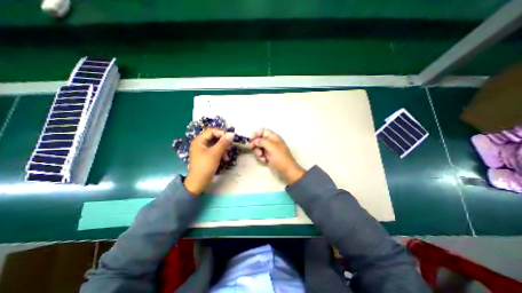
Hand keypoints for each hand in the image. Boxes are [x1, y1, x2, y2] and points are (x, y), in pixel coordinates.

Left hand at [182, 128, 233, 194]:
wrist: (199, 182)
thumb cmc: (205, 166)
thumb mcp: (215, 153)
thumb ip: (224, 143)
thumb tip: (232, 134)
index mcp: (199, 140)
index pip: (212, 131)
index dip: (222, 133)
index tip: (231, 138)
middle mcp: (200, 143)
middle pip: (214, 137)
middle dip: (223, 142)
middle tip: (230, 146)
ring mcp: (203, 150)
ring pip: (216, 144)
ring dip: (223, 148)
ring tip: (228, 154)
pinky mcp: (207, 155)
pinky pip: (215, 150)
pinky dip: (221, 153)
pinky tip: (225, 158)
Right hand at [250, 129, 306, 183]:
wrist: (286, 170)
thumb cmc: (280, 157)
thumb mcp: (271, 146)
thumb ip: (262, 141)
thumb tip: (255, 140)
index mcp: (273, 137)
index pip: (263, 131)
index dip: (256, 133)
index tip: (251, 138)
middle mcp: (271, 142)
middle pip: (259, 139)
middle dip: (256, 144)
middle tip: (252, 148)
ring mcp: (269, 150)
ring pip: (258, 148)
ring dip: (258, 152)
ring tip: (262, 156)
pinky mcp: (268, 156)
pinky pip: (260, 154)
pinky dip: (261, 157)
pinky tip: (264, 160)